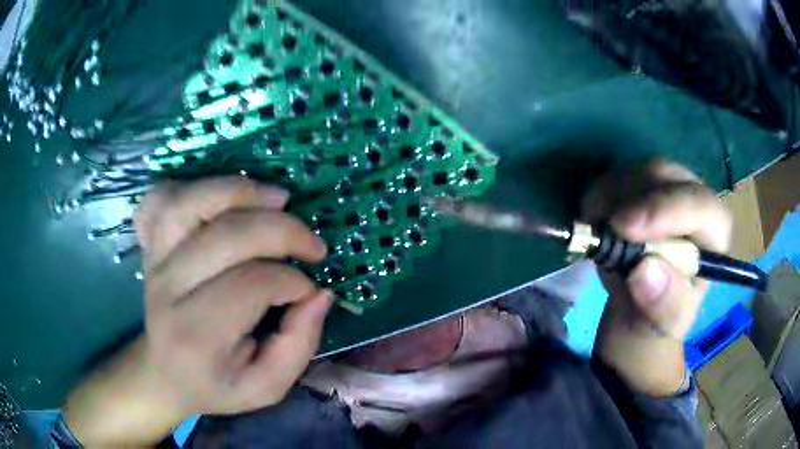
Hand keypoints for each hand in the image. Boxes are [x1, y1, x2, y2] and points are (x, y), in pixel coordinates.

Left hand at [63, 177, 332, 444]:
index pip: (250, 285)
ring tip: (277, 198)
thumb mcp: (266, 387)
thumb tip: (320, 294)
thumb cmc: (215, 384)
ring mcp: (154, 260)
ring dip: (240, 191)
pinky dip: (189, 185)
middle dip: (282, 231)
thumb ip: (299, 346)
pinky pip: (160, 198)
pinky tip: (217, 198)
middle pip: (226, 236)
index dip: (292, 280)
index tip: (309, 290)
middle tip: (312, 245)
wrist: (164, 375)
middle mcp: (169, 289)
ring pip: (189, 202)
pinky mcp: (149, 245)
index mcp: (197, 335)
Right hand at [583, 159, 730, 394]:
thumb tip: (643, 270)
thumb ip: (664, 305)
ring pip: (635, 170)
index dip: (666, 209)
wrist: (639, 303)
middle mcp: (692, 198)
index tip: (625, 228)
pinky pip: (615, 175)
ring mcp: (664, 186)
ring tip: (601, 236)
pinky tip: (598, 224)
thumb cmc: (660, 314)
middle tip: (603, 230)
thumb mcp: (666, 324)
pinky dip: (599, 196)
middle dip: (632, 200)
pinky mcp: (639, 183)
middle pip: (664, 175)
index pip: (700, 205)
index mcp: (713, 233)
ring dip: (611, 199)